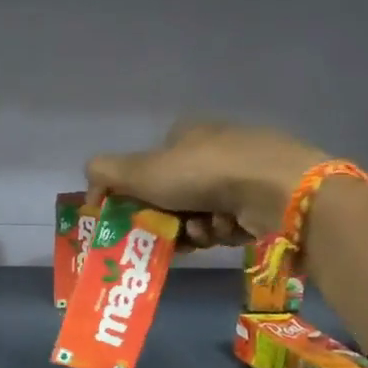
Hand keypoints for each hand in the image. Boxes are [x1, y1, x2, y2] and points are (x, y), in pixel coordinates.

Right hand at [86, 121, 328, 247]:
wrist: (277, 189)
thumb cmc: (204, 174)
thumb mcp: (143, 170)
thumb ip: (107, 173)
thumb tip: (90, 183)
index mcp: (187, 132)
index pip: (151, 167)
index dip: (140, 196)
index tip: (136, 220)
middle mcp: (217, 147)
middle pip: (176, 196)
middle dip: (171, 220)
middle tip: (171, 235)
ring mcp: (246, 172)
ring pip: (202, 213)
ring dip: (197, 229)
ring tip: (207, 232)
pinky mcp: (268, 198)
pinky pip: (232, 222)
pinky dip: (224, 231)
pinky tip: (230, 231)